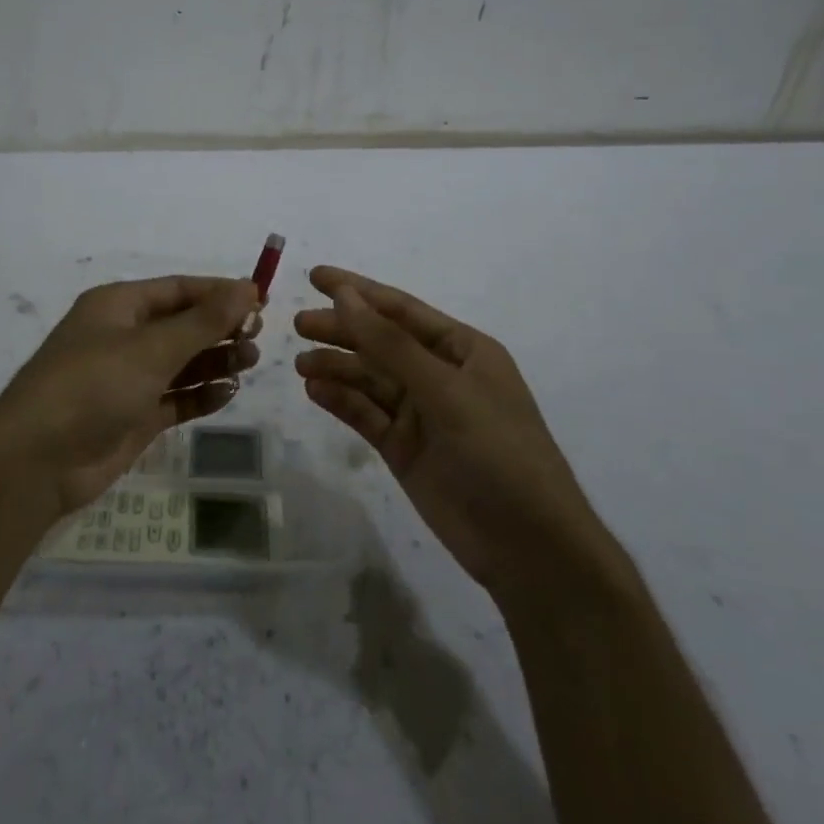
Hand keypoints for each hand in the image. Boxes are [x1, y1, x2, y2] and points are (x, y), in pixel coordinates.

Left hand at [0, 276, 261, 518]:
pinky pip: (176, 398)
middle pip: (182, 324)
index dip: (219, 292)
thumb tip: (248, 287)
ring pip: (182, 362)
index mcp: (118, 306)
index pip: (179, 289)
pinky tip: (228, 393)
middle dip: (220, 328)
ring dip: (215, 360)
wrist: (37, 462)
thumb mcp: (151, 348)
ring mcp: (128, 379)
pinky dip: (201, 395)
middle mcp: (123, 337)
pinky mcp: (133, 416)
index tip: (261, 301)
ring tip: (249, 363)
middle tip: (257, 339)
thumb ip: (204, 321)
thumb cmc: (93, 386)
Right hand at [294, 266, 615, 595]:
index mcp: (463, 350)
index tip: (315, 277)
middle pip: (380, 342)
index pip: (401, 310)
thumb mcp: (446, 391)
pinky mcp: (403, 448)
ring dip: (337, 368)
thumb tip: (345, 296)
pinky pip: (366, 415)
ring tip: (301, 364)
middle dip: (341, 330)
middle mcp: (439, 375)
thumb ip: (390, 345)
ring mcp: (420, 414)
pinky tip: (316, 392)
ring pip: (369, 379)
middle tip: (297, 325)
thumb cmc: (498, 453)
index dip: (358, 291)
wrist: (527, 546)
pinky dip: (341, 401)